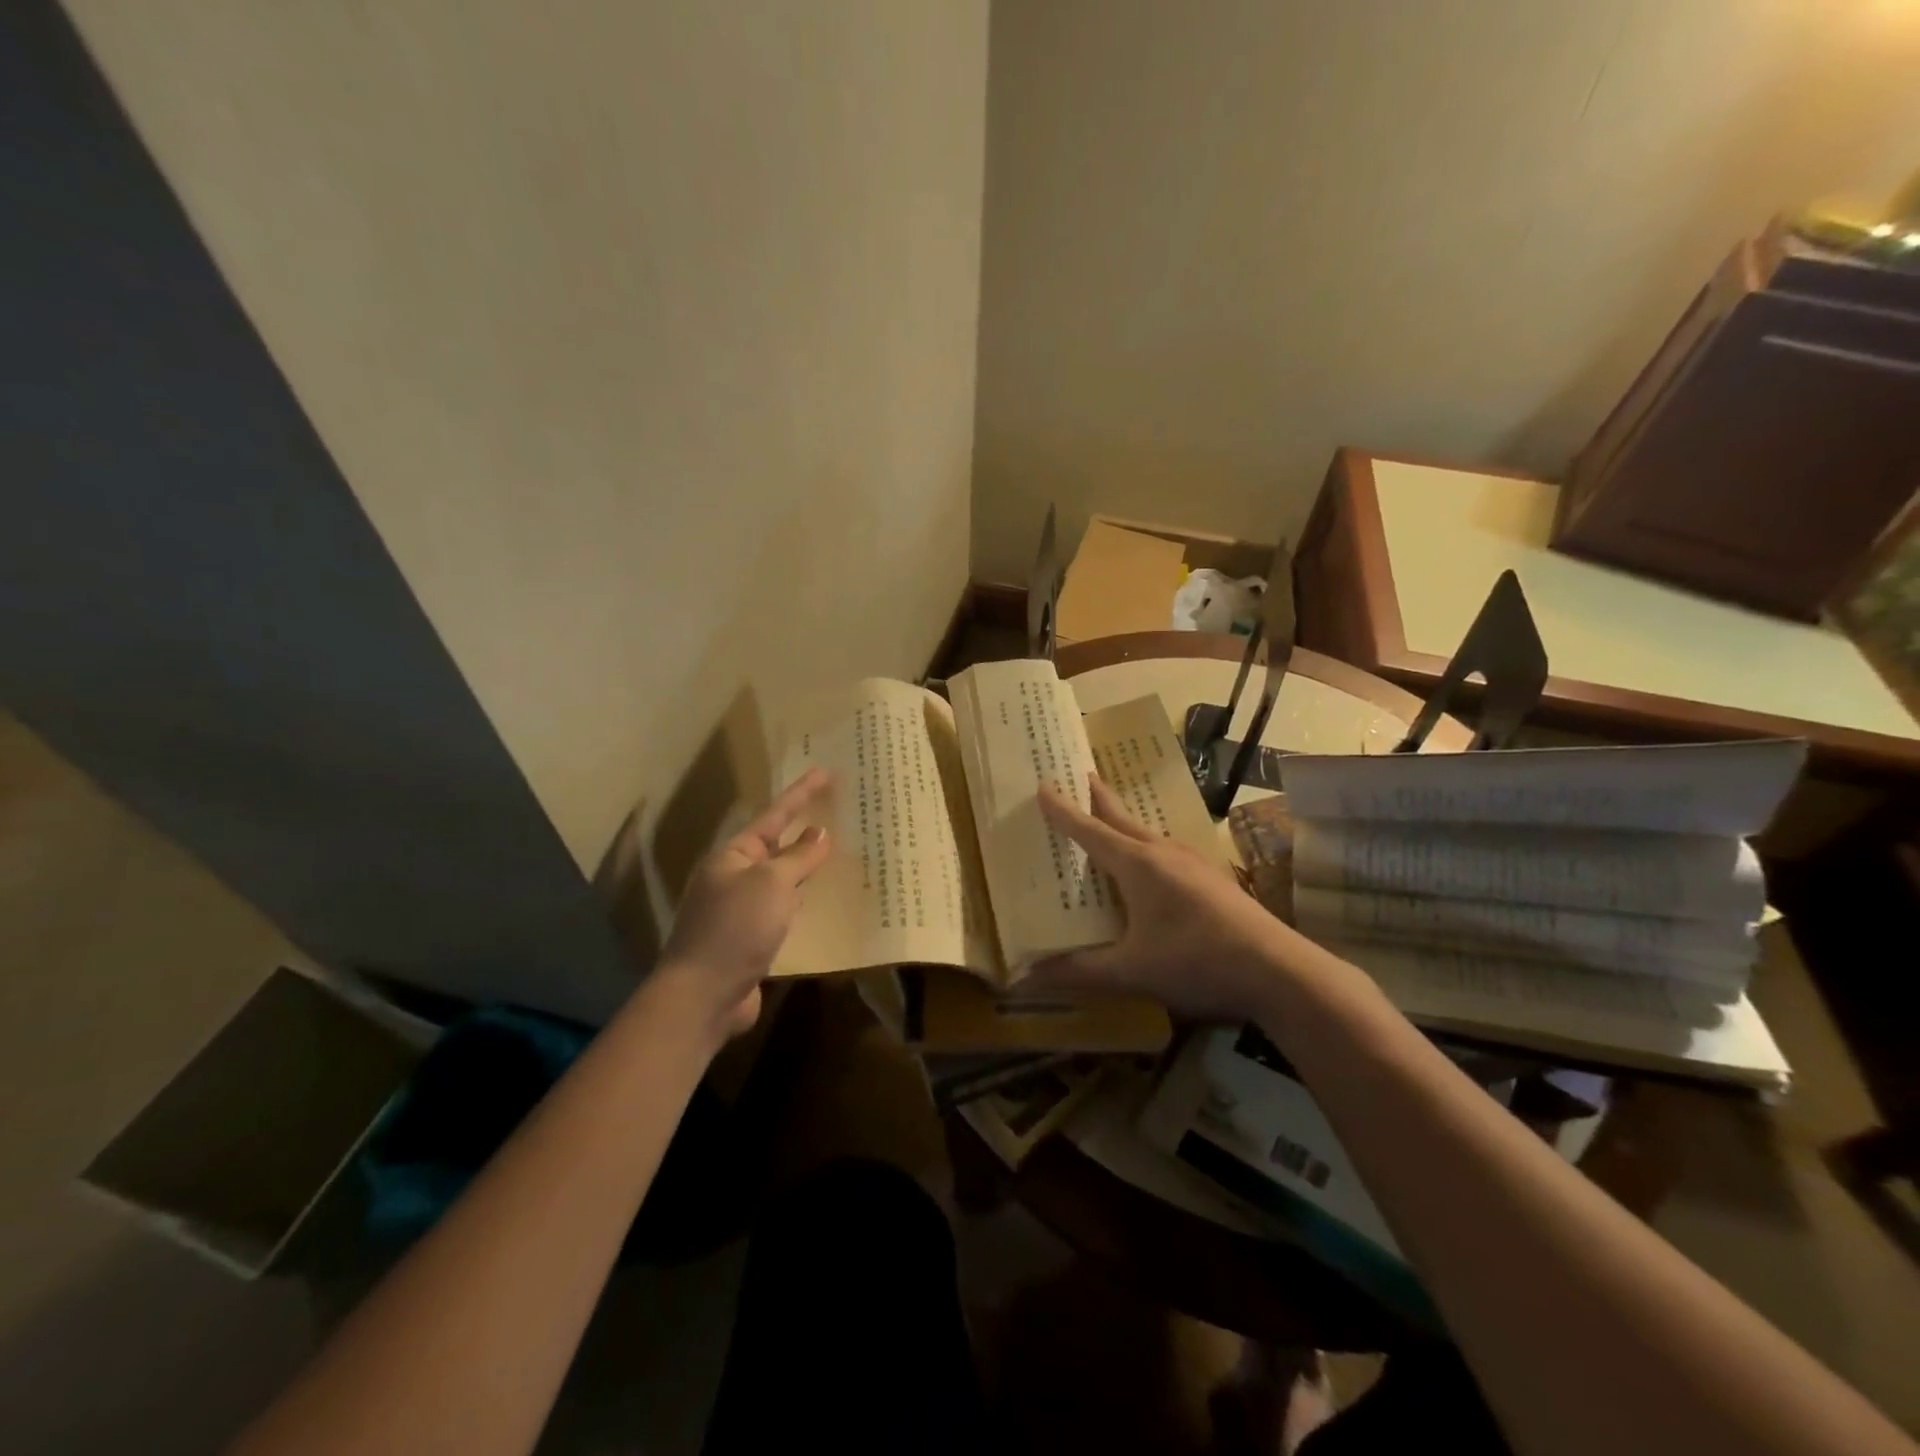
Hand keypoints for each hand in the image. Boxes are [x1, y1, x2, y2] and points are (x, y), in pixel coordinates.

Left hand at [653, 767, 833, 1042]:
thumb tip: (819, 833)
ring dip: (806, 869)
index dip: (802, 793)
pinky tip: (823, 904)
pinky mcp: (749, 940)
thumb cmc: (736, 928)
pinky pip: (782, 911)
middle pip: (776, 846)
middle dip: (804, 830)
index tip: (826, 772)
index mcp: (733, 856)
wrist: (703, 996)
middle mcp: (733, 878)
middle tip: (837, 813)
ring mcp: (740, 911)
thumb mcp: (771, 884)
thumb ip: (798, 857)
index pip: (774, 815)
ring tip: (838, 853)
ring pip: (781, 881)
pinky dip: (802, 903)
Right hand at [1033, 774, 1295, 1019]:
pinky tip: (1153, 866)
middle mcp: (1164, 853)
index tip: (1043, 784)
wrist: (1279, 970)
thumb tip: (1028, 978)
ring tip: (1109, 821)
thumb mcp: (1132, 971)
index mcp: (1138, 865)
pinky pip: (1168, 852)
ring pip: (1148, 834)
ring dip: (1124, 823)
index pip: (1090, 830)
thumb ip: (1081, 971)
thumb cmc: (1197, 961)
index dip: (1063, 810)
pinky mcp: (1213, 879)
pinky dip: (1147, 848)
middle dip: (1099, 798)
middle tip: (1081, 775)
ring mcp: (1193, 863)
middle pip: (1122, 818)